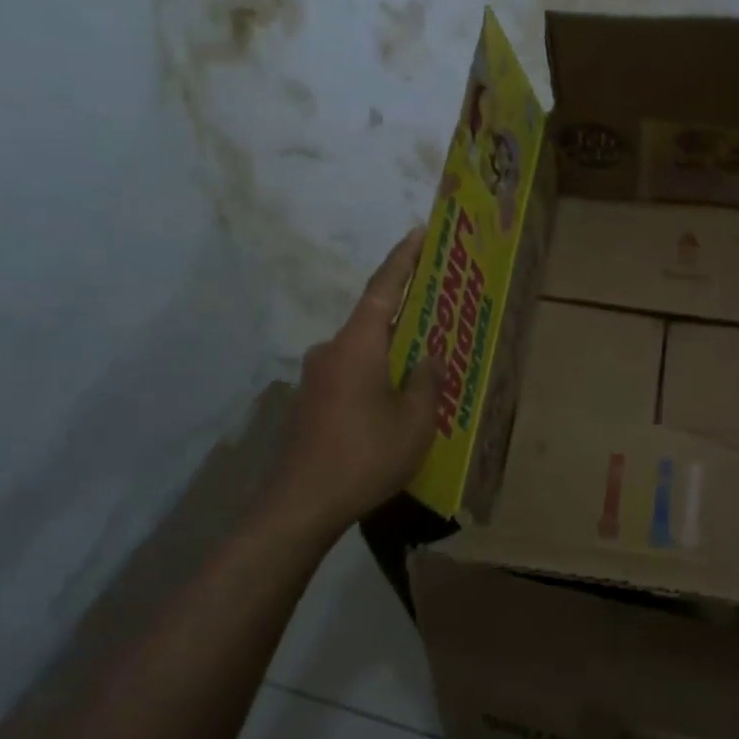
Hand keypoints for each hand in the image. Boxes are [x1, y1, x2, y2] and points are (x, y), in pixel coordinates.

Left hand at [265, 230, 443, 539]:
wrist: (301, 505)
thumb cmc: (365, 455)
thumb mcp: (415, 421)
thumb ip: (426, 381)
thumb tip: (427, 356)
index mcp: (358, 344)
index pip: (384, 288)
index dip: (403, 259)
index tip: (418, 233)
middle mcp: (331, 350)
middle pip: (373, 320)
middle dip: (405, 314)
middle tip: (437, 313)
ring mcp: (315, 377)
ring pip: (362, 351)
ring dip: (390, 352)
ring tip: (421, 365)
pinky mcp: (309, 402)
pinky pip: (350, 374)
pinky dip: (374, 375)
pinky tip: (392, 401)